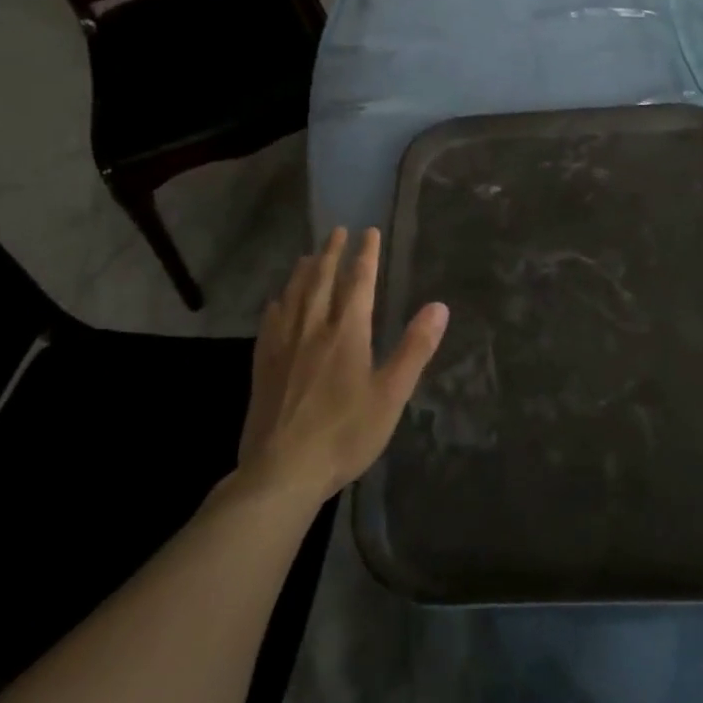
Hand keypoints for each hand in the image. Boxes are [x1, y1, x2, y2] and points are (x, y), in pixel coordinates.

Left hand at [240, 228, 448, 503]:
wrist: (282, 471)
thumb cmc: (345, 434)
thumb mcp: (391, 394)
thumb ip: (415, 348)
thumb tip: (439, 307)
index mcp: (347, 333)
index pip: (359, 282)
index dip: (366, 255)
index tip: (369, 232)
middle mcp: (313, 329)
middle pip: (321, 280)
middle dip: (331, 253)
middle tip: (337, 230)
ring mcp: (283, 346)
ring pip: (293, 296)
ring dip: (304, 271)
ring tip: (309, 255)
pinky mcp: (263, 366)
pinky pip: (270, 323)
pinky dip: (277, 304)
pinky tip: (276, 301)